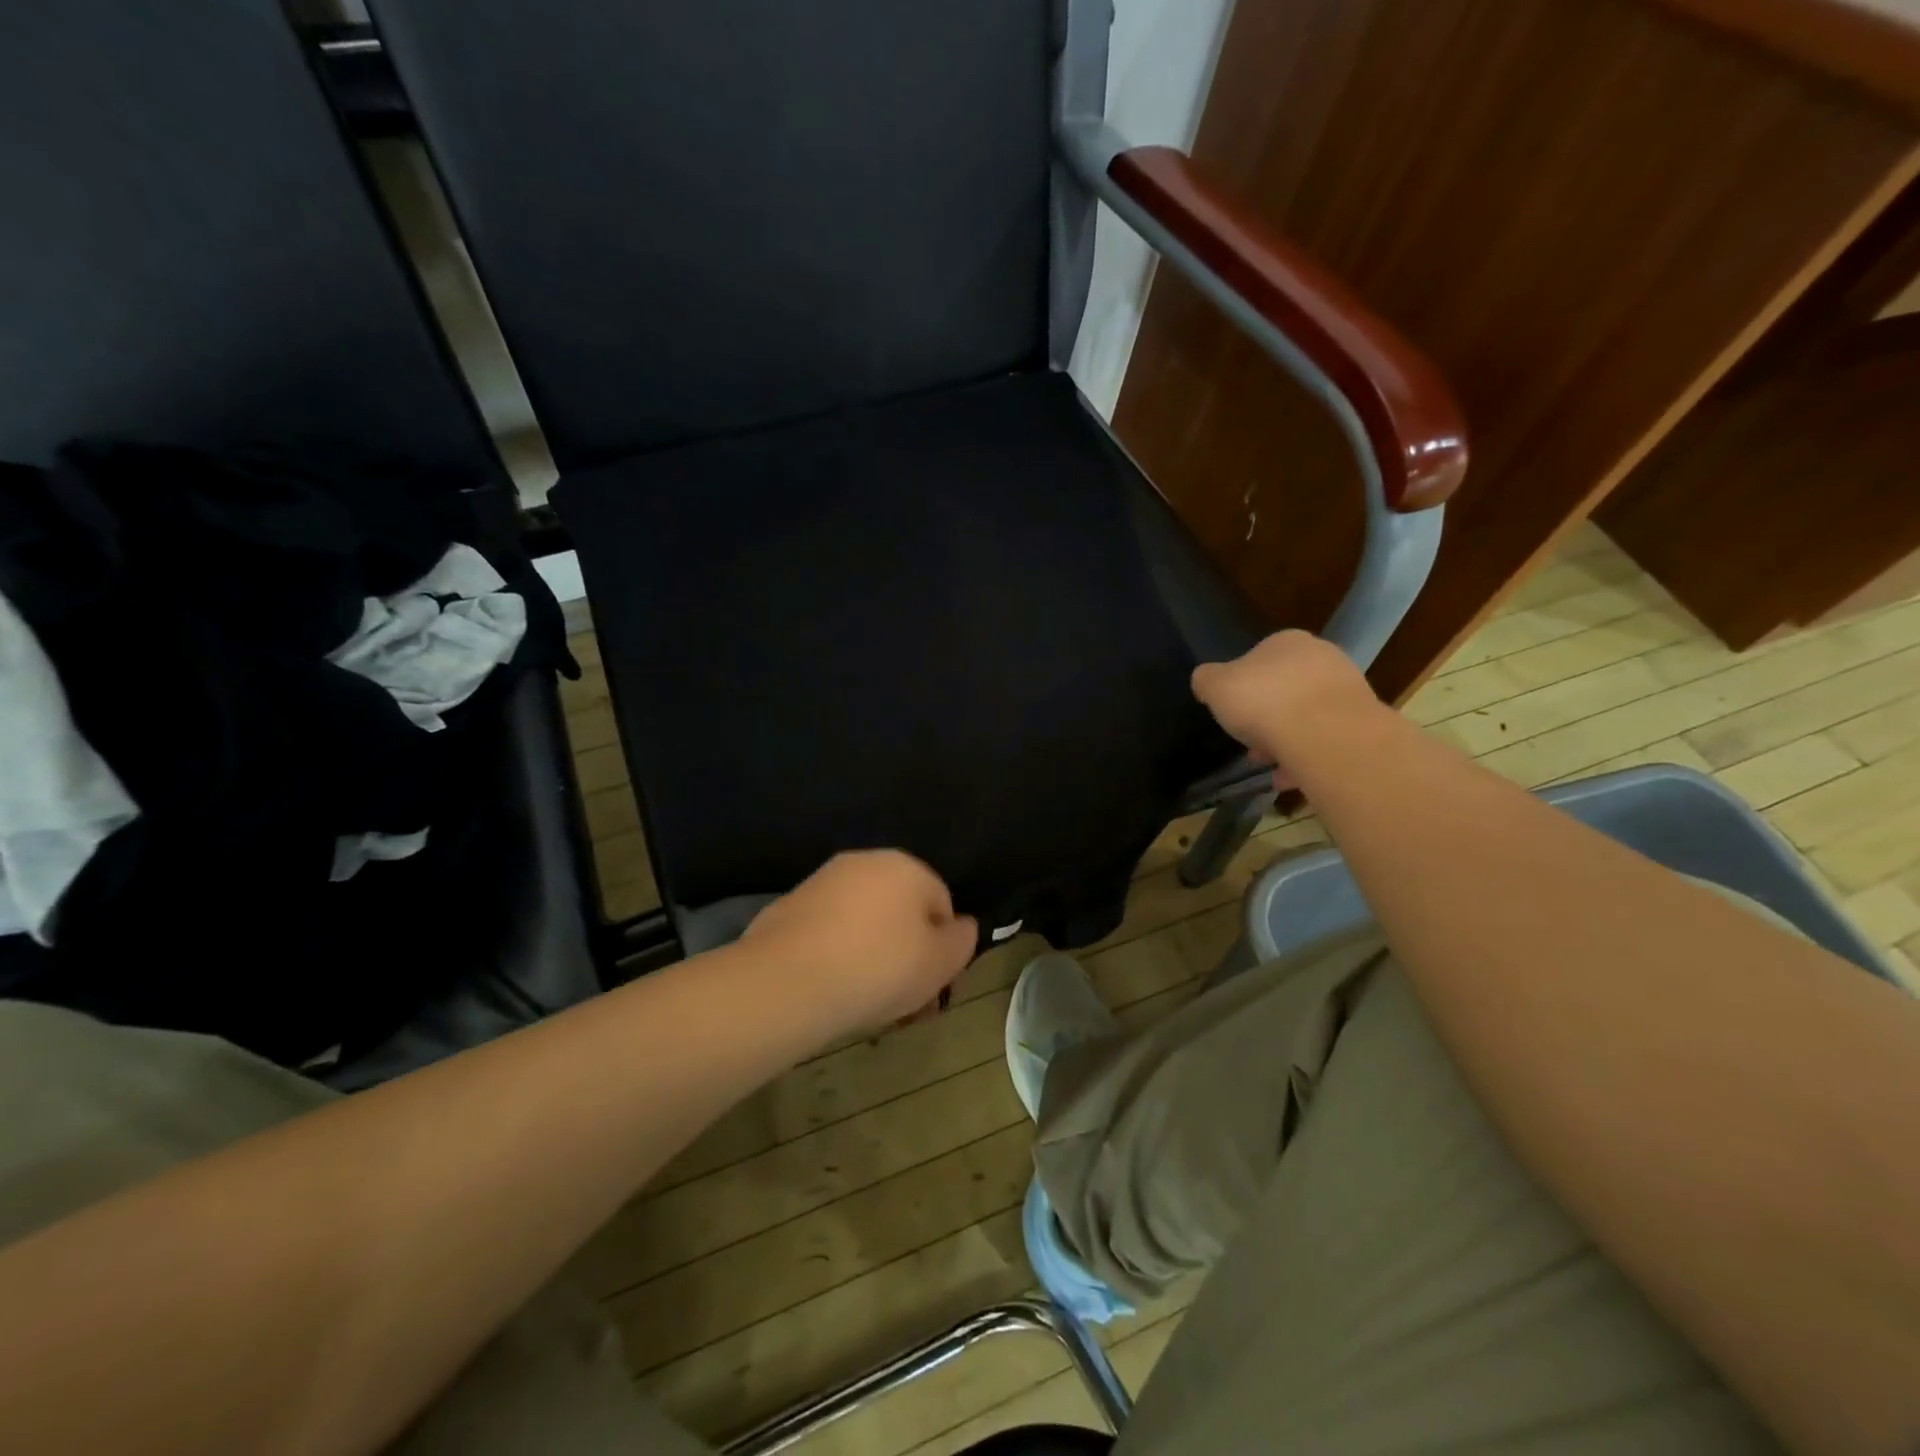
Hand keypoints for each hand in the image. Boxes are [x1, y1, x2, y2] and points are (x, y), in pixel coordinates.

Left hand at [745, 851, 978, 1034]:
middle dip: (905, 951)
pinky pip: (828, 932)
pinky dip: (835, 955)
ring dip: (871, 954)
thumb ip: (962, 940)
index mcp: (906, 866)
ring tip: (865, 1000)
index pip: (941, 903)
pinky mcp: (788, 907)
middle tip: (902, 999)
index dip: (942, 947)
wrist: (787, 981)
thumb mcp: (941, 962)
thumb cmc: (879, 968)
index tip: (932, 985)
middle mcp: (864, 862)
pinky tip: (831, 989)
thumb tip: (961, 925)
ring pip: (863, 922)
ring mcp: (822, 882)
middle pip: (899, 910)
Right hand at [1191, 631, 1379, 777]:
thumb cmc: (1264, 701)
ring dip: (1286, 740)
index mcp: (1286, 641)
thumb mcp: (1214, 686)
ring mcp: (1347, 689)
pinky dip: (1307, 757)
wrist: (1325, 734)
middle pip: (1284, 690)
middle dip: (1266, 718)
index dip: (1241, 689)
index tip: (1233, 715)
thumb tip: (1207, 682)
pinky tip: (1290, 777)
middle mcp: (1322, 657)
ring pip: (1307, 717)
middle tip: (1250, 744)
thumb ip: (1206, 680)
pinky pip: (1325, 740)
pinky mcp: (1362, 722)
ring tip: (1270, 767)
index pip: (1258, 659)